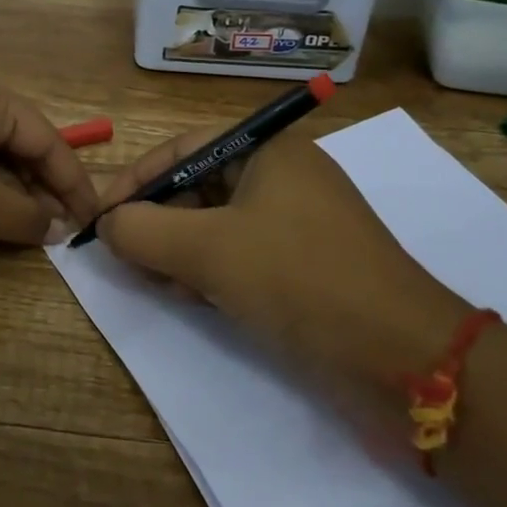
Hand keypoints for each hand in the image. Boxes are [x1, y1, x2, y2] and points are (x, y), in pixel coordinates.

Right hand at [96, 128, 468, 385]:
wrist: (404, 358)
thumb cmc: (299, 279)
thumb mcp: (208, 250)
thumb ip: (143, 231)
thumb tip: (107, 224)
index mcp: (270, 151)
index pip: (184, 149)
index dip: (137, 179)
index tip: (101, 216)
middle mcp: (285, 177)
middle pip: (199, 186)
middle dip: (158, 220)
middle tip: (125, 254)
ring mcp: (298, 223)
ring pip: (217, 225)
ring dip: (179, 250)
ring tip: (155, 281)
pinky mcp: (307, 266)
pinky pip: (242, 255)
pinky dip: (211, 271)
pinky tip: (193, 297)